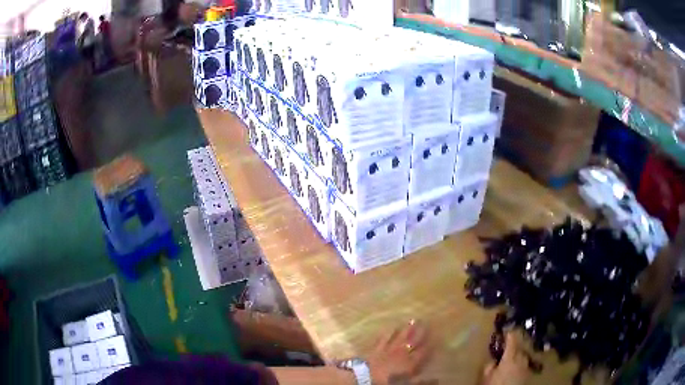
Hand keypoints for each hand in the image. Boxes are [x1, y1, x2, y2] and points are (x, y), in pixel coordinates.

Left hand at [367, 321, 431, 384]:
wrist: (365, 378)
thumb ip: (422, 381)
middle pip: (413, 341)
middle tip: (425, 321)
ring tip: (412, 320)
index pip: (423, 351)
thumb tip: (437, 379)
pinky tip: (391, 327)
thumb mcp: (407, 384)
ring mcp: (388, 349)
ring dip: (407, 329)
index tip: (436, 336)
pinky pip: (384, 338)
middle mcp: (401, 353)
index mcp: (410, 362)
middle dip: (420, 331)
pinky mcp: (376, 349)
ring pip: (400, 337)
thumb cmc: (388, 382)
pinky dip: (389, 332)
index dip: (430, 344)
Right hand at [482, 332, 530, 384]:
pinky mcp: (529, 372)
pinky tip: (516, 368)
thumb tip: (493, 360)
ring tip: (512, 359)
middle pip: (519, 347)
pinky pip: (525, 364)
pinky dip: (521, 363)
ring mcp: (527, 365)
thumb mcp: (487, 376)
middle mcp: (521, 357)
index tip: (507, 331)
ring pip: (523, 355)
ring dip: (518, 355)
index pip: (512, 340)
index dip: (509, 334)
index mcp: (511, 356)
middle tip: (507, 349)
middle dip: (513, 347)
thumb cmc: (496, 384)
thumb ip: (490, 365)